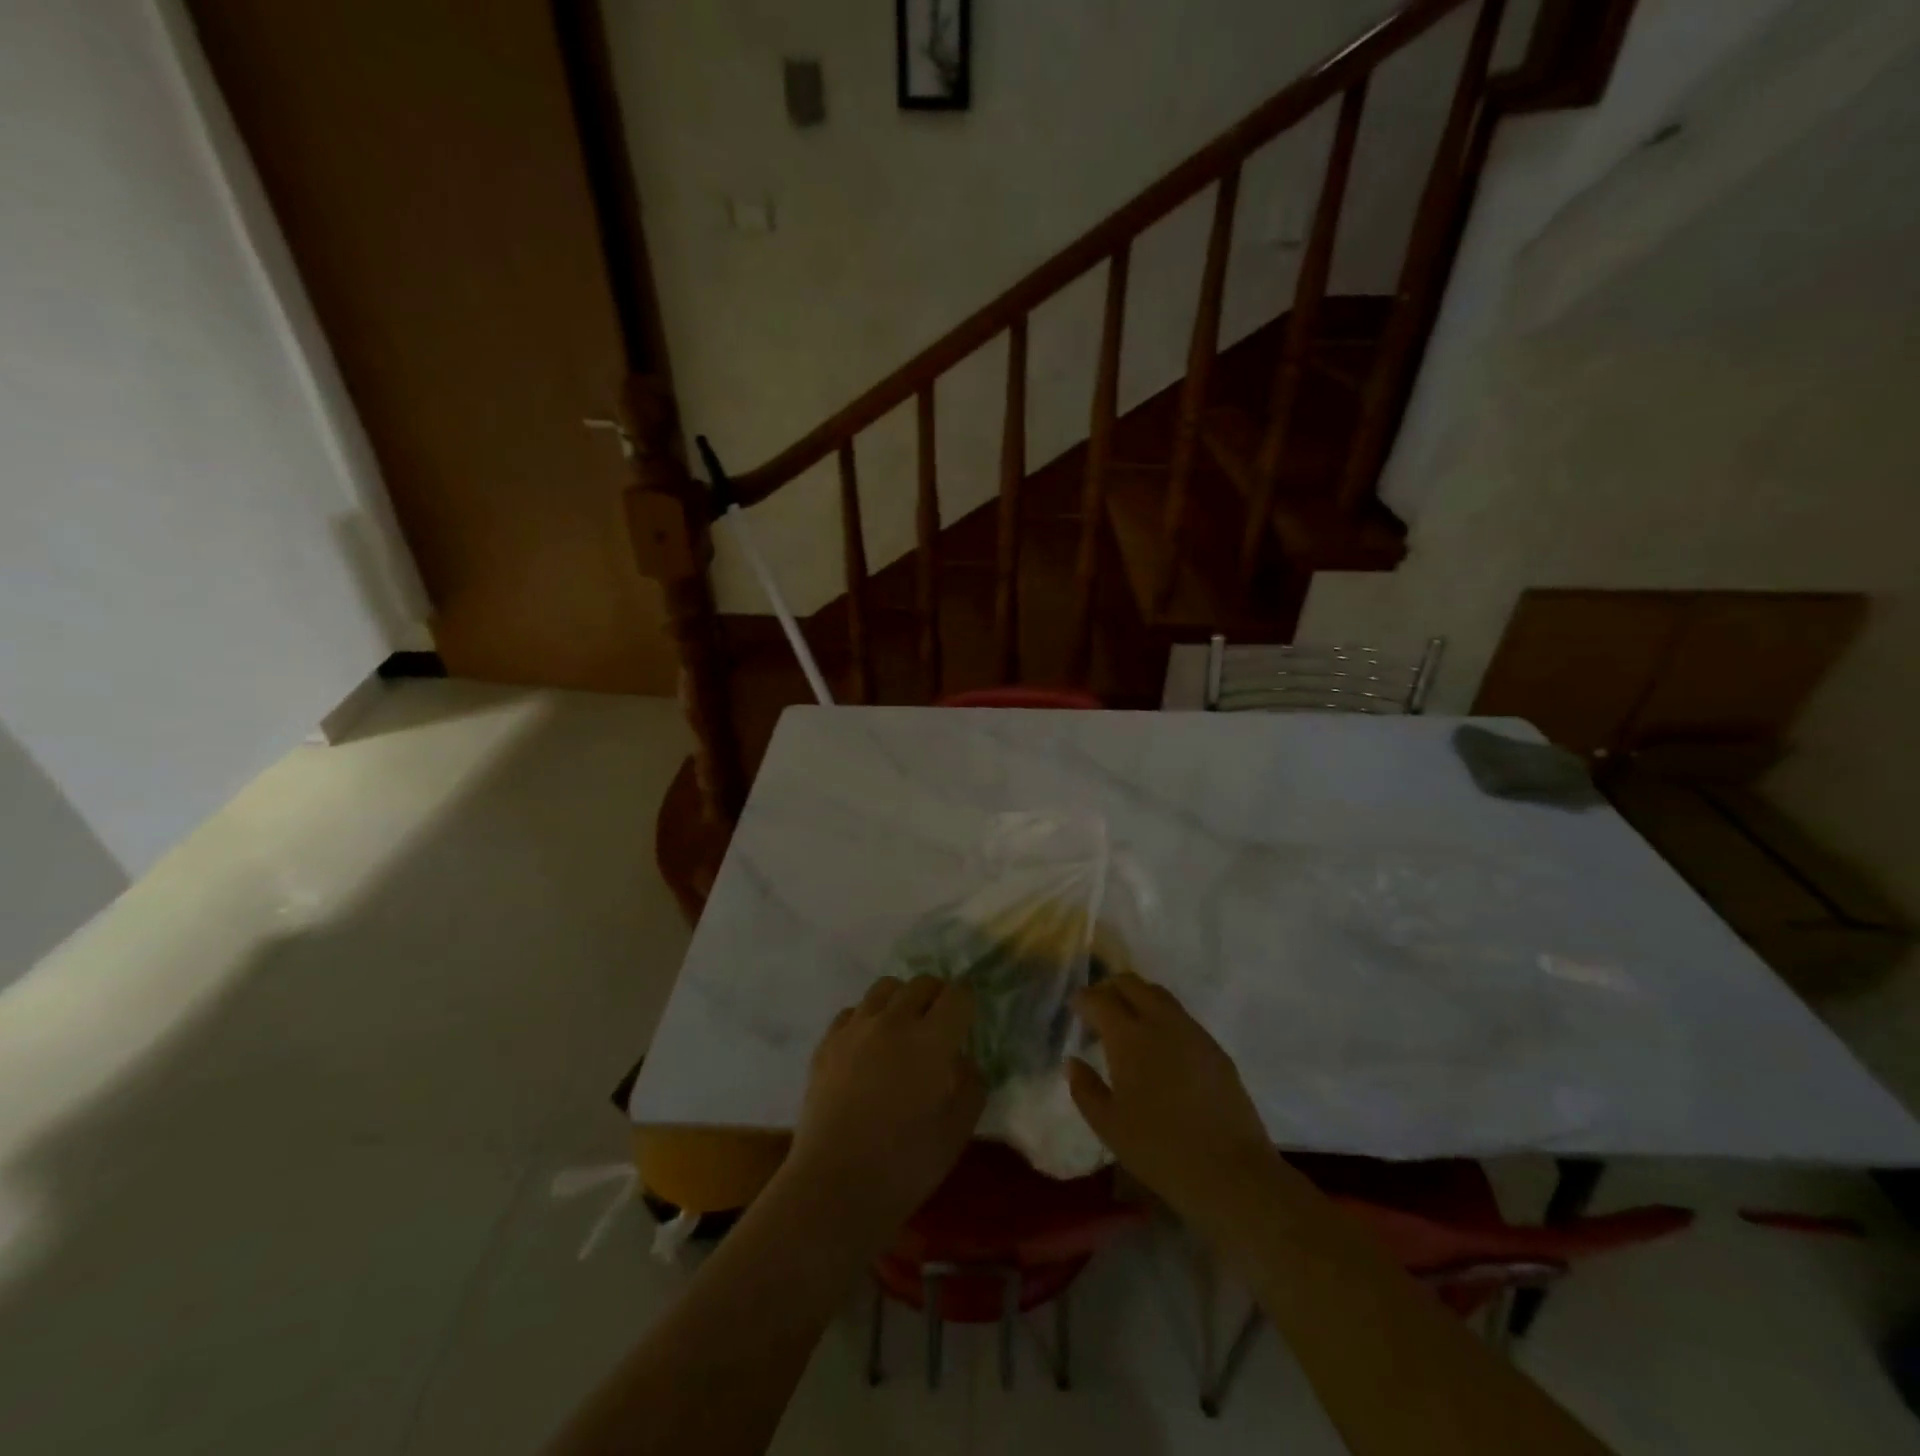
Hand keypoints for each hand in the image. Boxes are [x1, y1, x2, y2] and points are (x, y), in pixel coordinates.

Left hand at [784, 975, 984, 1240]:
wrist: (835, 1186)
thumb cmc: (906, 1165)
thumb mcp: (958, 1130)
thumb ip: (970, 1083)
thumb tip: (961, 1058)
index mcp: (931, 1039)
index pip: (958, 994)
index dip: (967, 1003)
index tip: (967, 1022)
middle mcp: (894, 1021)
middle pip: (922, 983)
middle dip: (937, 997)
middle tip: (939, 1026)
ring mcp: (856, 1028)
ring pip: (885, 988)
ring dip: (901, 1000)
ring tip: (902, 1030)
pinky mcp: (827, 1042)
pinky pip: (853, 1011)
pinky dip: (867, 1019)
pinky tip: (868, 1048)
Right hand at [1068, 975, 1275, 1225]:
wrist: (1231, 1172)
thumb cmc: (1159, 1150)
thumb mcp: (1108, 1126)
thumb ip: (1085, 1088)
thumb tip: (1074, 1061)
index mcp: (1128, 1036)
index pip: (1098, 998)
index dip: (1082, 999)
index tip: (1075, 1010)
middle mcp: (1160, 1021)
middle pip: (1130, 983)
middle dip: (1110, 988)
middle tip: (1099, 1011)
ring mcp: (1192, 1031)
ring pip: (1158, 994)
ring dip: (1137, 998)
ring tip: (1128, 1025)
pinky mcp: (1215, 1048)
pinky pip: (1181, 1016)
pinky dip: (1162, 1017)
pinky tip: (1160, 1047)